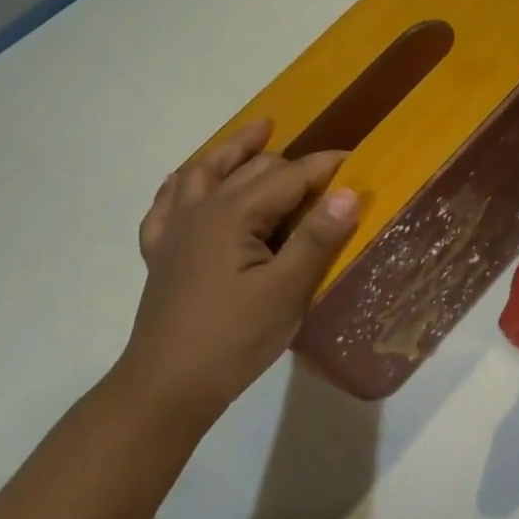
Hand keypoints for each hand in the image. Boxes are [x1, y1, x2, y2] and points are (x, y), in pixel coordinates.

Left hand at [121, 119, 358, 411]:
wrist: (167, 387)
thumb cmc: (234, 338)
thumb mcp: (287, 290)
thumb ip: (317, 238)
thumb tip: (348, 192)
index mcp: (233, 213)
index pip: (289, 177)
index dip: (324, 166)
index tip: (356, 159)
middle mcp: (201, 209)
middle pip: (251, 168)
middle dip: (290, 161)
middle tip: (325, 170)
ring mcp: (175, 229)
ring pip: (204, 171)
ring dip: (233, 149)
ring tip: (259, 131)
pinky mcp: (162, 253)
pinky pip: (167, 203)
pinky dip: (183, 184)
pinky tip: (189, 182)